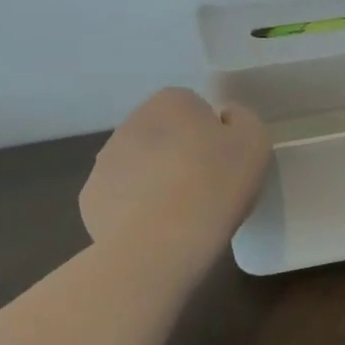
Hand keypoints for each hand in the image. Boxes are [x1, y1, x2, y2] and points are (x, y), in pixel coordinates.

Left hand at [80, 89, 271, 252]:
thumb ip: (242, 119)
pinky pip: (120, 197)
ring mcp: (105, 160)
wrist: (162, 243)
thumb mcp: (254, 142)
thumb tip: (225, 119)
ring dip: (155, 181)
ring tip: (179, 215)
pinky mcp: (90, 197)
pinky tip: (153, 230)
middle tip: (204, 188)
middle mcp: (131, 121)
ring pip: (139, 165)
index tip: (222, 163)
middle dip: (179, 155)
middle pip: (164, 135)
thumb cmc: (215, 184)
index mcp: (170, 101)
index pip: (194, 108)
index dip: (211, 135)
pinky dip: (134, 210)